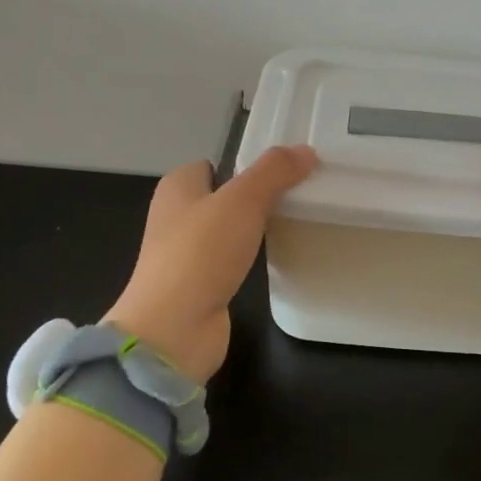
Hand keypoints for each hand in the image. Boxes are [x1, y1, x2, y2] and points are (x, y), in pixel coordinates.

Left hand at [104, 145, 317, 382]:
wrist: (174, 329)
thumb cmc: (201, 254)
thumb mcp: (242, 201)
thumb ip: (274, 172)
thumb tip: (306, 151)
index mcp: (177, 186)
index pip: (218, 163)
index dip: (250, 164)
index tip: (288, 170)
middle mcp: (177, 215)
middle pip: (226, 195)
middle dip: (259, 196)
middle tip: (300, 195)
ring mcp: (186, 252)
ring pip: (230, 228)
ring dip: (256, 228)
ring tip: (295, 223)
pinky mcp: (199, 284)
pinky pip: (231, 258)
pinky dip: (251, 257)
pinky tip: (274, 258)